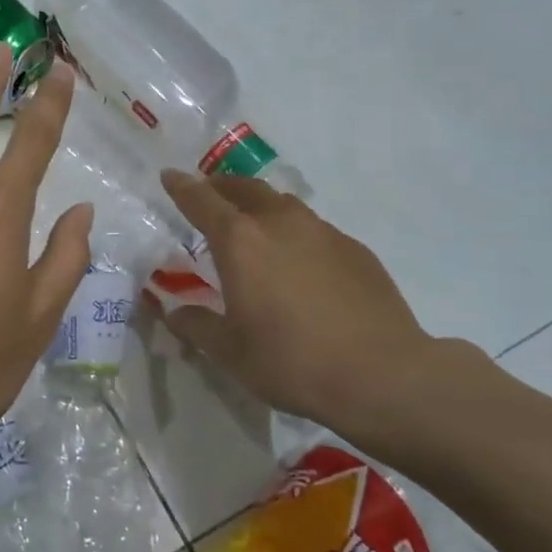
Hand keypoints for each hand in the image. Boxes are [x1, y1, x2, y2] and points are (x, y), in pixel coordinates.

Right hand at [158, 171, 442, 441]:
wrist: (382, 375)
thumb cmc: (291, 361)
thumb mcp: (229, 351)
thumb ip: (196, 325)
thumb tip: (175, 311)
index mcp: (240, 241)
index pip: (201, 200)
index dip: (181, 186)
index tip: (169, 176)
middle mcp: (279, 223)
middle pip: (244, 188)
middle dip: (221, 187)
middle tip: (209, 195)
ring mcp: (323, 232)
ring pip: (282, 204)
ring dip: (260, 206)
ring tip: (254, 227)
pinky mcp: (355, 249)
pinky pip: (314, 229)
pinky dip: (295, 234)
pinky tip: (300, 264)